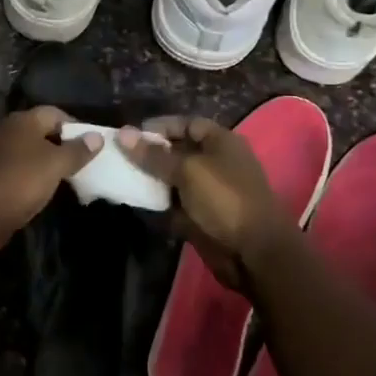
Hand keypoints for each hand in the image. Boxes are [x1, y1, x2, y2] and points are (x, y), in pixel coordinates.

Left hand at [0, 107, 98, 252]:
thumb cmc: (22, 180)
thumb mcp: (56, 165)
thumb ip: (77, 150)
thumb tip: (97, 136)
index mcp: (22, 120)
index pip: (54, 113)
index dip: (74, 126)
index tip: (91, 144)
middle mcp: (5, 130)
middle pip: (39, 131)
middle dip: (60, 144)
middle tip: (81, 161)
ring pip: (25, 151)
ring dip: (43, 161)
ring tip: (64, 177)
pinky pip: (14, 168)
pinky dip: (28, 175)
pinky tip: (39, 189)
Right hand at [119, 116, 285, 290]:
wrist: (253, 252)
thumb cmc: (224, 199)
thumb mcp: (187, 170)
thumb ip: (154, 154)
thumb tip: (123, 134)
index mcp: (221, 142)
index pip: (187, 124)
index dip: (161, 126)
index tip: (132, 135)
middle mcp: (216, 162)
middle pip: (179, 151)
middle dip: (152, 153)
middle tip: (122, 157)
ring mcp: (210, 191)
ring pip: (174, 178)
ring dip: (152, 179)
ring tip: (123, 177)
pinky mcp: (202, 215)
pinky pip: (176, 203)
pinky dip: (159, 202)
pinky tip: (137, 200)